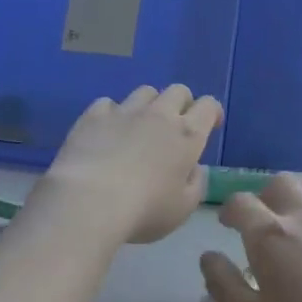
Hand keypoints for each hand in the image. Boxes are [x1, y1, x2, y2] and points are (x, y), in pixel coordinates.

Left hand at [40, 85, 221, 244]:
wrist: (89, 201)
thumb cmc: (144, 210)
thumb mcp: (183, 209)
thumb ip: (195, 184)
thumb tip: (194, 168)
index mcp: (187, 135)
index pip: (208, 106)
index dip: (212, 112)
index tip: (210, 125)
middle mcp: (159, 115)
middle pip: (178, 91)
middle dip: (182, 103)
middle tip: (176, 125)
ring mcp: (124, 111)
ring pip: (145, 92)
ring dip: (149, 105)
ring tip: (140, 126)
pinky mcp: (93, 115)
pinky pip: (108, 103)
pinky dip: (113, 113)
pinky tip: (107, 131)